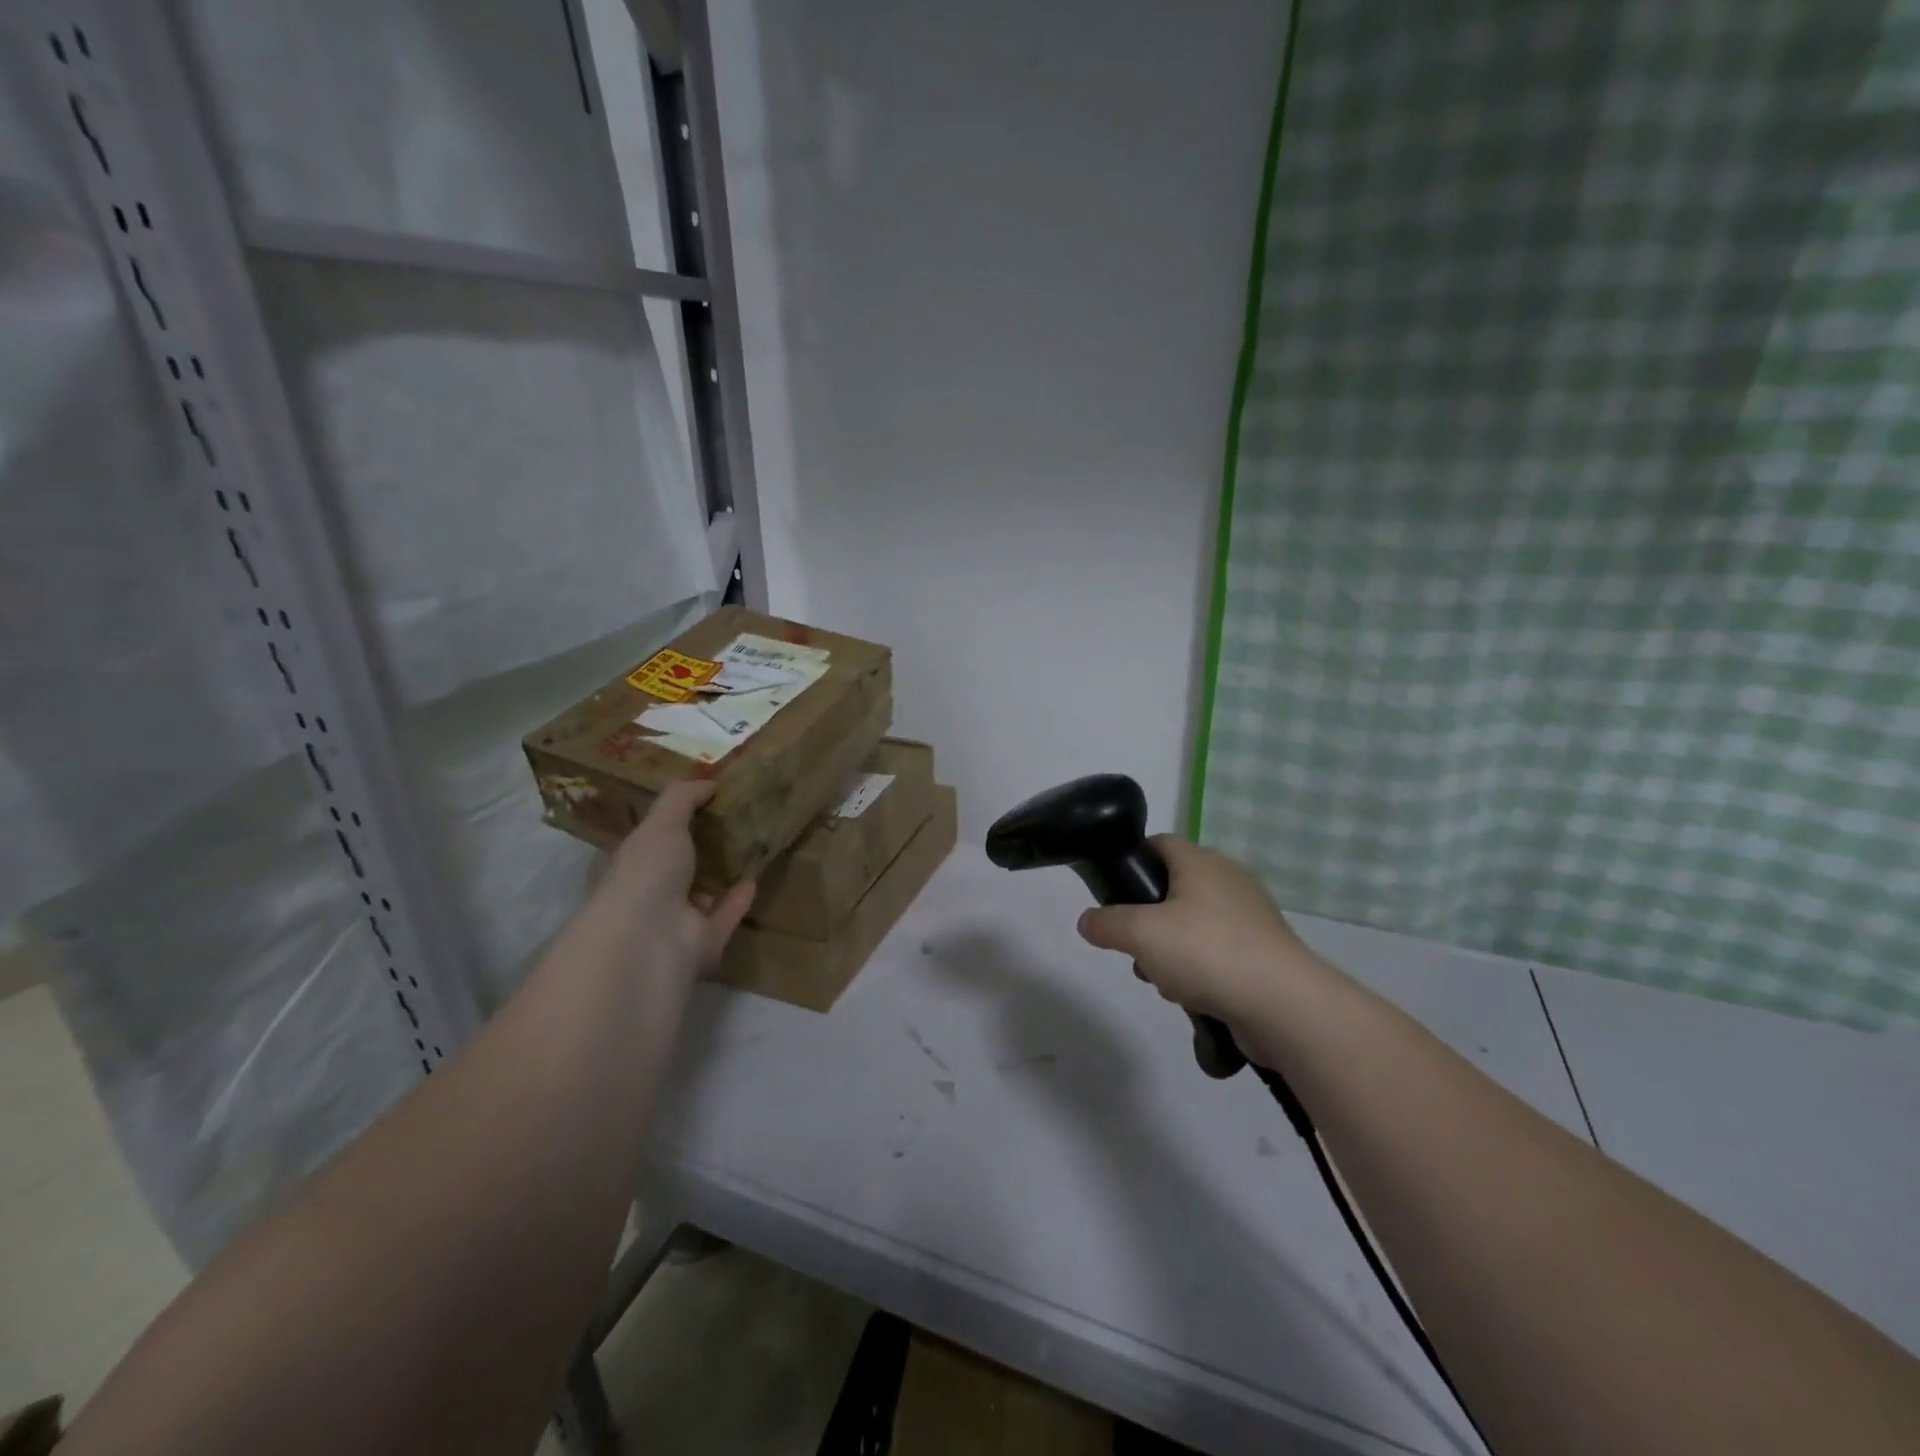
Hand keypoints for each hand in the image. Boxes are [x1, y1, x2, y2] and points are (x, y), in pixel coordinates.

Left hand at [598, 781, 755, 986]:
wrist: (650, 939)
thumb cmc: (646, 873)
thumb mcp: (661, 822)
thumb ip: (683, 799)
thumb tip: (709, 782)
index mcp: (632, 864)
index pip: (650, 840)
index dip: (673, 821)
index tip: (705, 801)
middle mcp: (650, 894)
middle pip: (679, 868)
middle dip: (701, 848)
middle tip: (735, 820)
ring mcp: (676, 922)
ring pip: (703, 894)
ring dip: (721, 875)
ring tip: (750, 848)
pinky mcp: (704, 943)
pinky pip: (725, 916)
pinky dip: (738, 900)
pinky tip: (755, 878)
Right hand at [1077, 837, 1333, 1024]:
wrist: (1283, 1005)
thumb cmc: (1206, 952)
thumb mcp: (1140, 934)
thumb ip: (1106, 923)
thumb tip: (1088, 921)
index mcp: (1201, 862)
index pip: (1160, 842)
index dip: (1133, 859)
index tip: (1113, 890)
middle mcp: (1228, 880)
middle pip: (1173, 888)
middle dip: (1147, 919)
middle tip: (1133, 945)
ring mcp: (1250, 916)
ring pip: (1192, 924)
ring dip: (1169, 950)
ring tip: (1161, 979)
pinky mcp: (1262, 952)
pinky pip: (1216, 951)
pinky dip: (1198, 968)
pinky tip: (1190, 995)